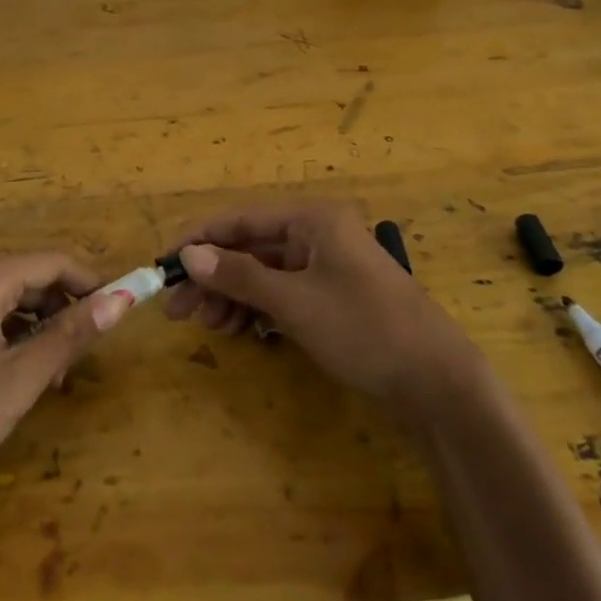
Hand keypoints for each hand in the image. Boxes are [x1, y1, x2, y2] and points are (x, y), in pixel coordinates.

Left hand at [0, 253, 130, 495]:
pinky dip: (13, 335)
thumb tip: (121, 300)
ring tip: (52, 375)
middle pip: (31, 277)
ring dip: (40, 327)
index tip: (117, 312)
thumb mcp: (22, 378)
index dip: (90, 283)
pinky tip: (20, 374)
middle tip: (81, 357)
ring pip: (11, 298)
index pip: (52, 262)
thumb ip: (71, 335)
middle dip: (63, 311)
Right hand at [166, 200, 476, 412]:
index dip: (199, 240)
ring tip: (209, 326)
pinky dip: (259, 310)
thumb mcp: (294, 301)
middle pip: (250, 248)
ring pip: (264, 274)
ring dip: (233, 297)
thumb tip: (188, 255)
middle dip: (214, 277)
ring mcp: (327, 266)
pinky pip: (283, 294)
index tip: (163, 265)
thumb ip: (239, 275)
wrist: (437, 382)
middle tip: (179, 310)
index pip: (240, 219)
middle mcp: (317, 234)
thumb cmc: (363, 328)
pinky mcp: (333, 297)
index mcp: (312, 219)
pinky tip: (240, 331)